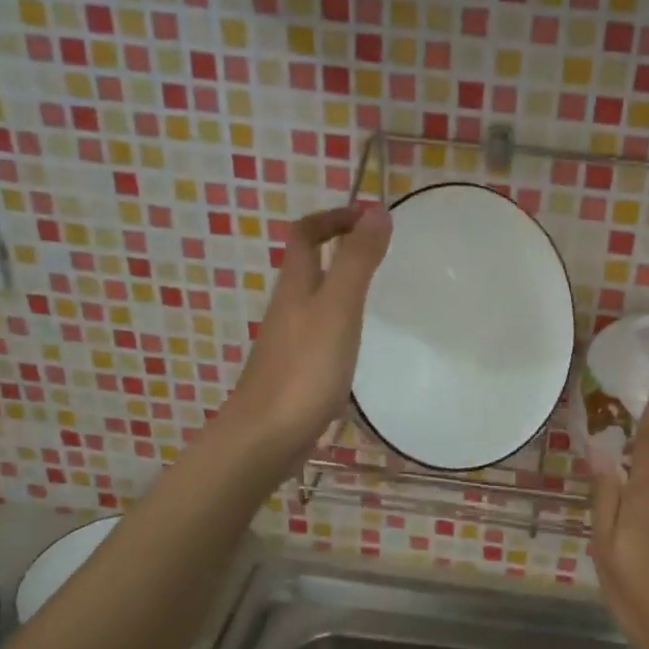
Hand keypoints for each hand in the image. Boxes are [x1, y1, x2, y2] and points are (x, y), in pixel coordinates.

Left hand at [222, 205, 391, 470]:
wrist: (266, 437)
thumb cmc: (304, 369)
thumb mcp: (338, 308)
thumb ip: (357, 261)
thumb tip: (376, 211)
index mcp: (296, 286)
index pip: (307, 234)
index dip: (335, 217)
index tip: (372, 217)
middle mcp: (289, 307)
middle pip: (309, 265)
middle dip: (341, 248)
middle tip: (383, 252)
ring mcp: (291, 341)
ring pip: (316, 299)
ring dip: (343, 285)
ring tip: (380, 292)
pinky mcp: (298, 370)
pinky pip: (321, 332)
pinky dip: (343, 322)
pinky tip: (362, 341)